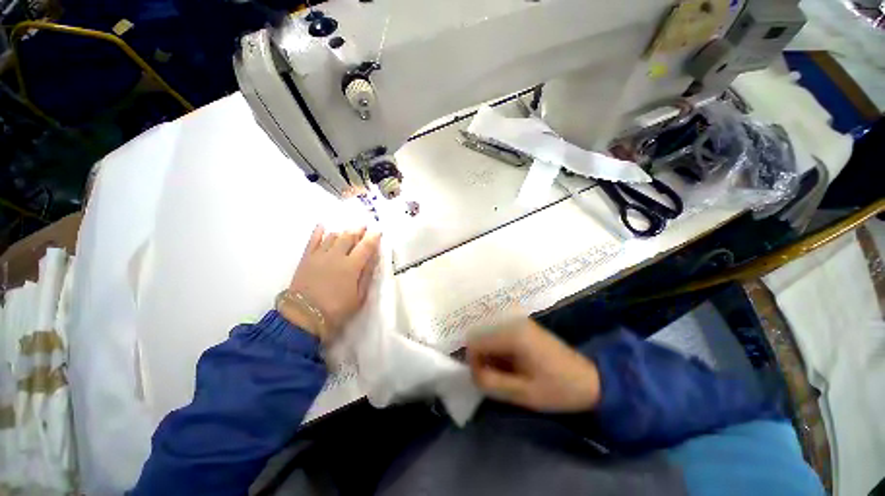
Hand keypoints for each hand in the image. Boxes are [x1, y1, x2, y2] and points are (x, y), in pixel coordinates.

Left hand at [281, 225, 380, 341]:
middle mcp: (336, 256)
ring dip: (342, 232)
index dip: (373, 237)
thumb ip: (367, 275)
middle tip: (364, 227)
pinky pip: (312, 240)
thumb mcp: (359, 296)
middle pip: (349, 237)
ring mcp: (319, 255)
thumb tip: (374, 258)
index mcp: (351, 266)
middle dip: (358, 230)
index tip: (378, 231)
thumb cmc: (336, 310)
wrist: (304, 317)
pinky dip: (318, 231)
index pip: (365, 246)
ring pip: (333, 236)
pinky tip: (322, 226)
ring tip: (348, 231)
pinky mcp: (306, 258)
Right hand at [467, 319, 600, 412]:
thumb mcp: (523, 394)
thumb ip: (491, 382)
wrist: (590, 380)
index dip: (473, 362)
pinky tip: (510, 364)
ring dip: (490, 354)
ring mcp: (518, 321)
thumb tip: (470, 371)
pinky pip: (499, 334)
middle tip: (493, 377)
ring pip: (488, 334)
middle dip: (481, 357)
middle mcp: (512, 321)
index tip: (484, 379)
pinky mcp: (522, 325)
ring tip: (505, 372)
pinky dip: (498, 350)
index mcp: (512, 333)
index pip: (475, 341)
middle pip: (480, 335)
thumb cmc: (558, 389)